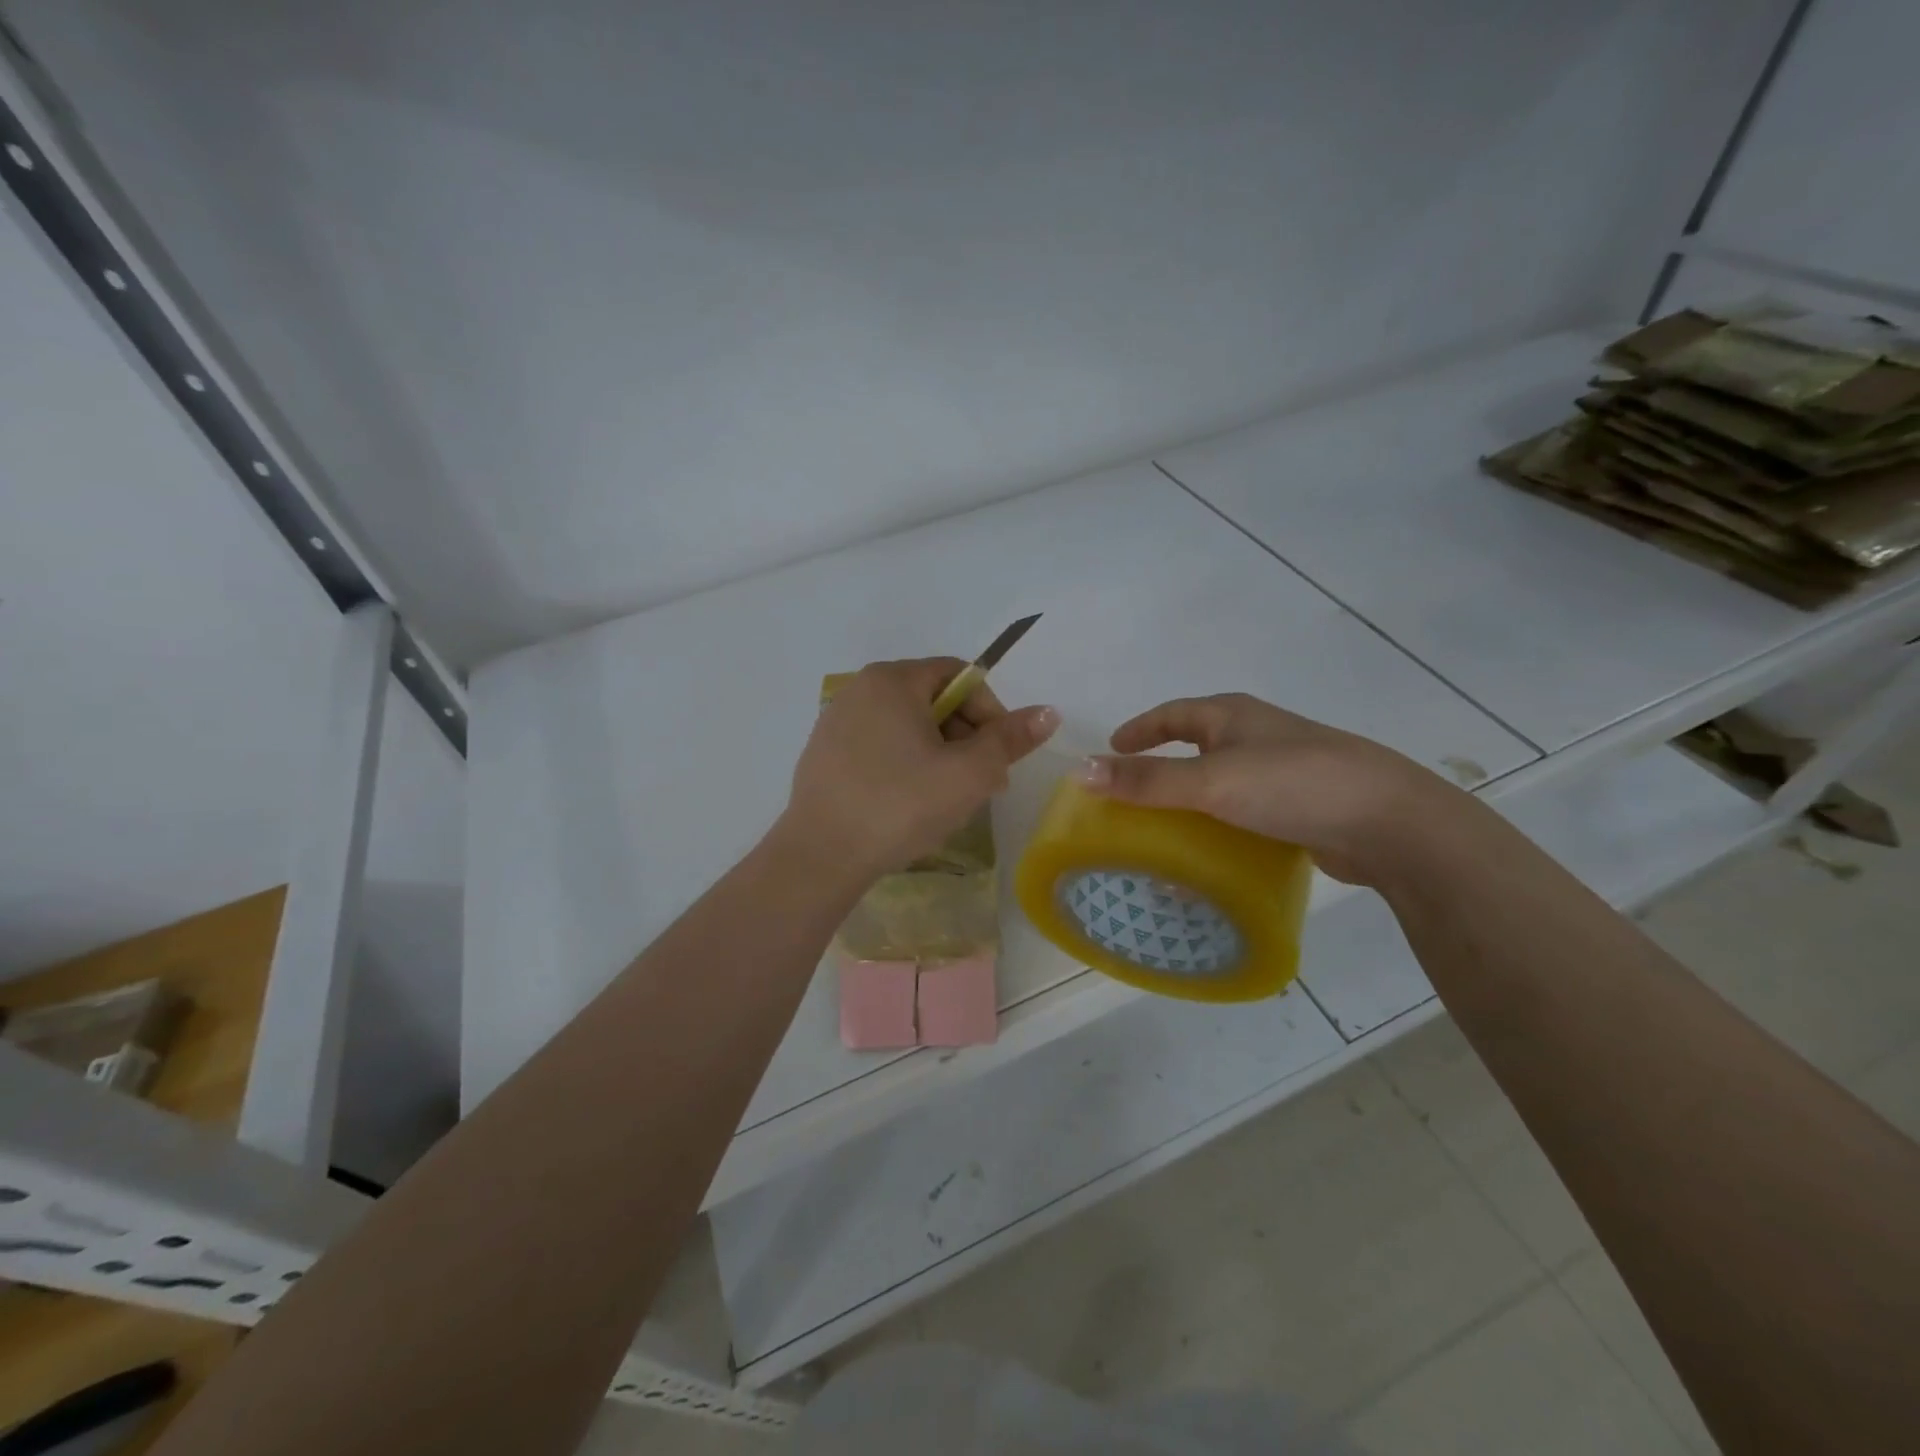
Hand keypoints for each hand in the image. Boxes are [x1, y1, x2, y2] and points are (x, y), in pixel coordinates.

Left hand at [780, 658, 1059, 881]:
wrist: (821, 856)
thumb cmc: (901, 805)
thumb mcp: (969, 773)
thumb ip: (1010, 739)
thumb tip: (1047, 712)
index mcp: (893, 680)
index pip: (959, 676)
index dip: (991, 711)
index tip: (999, 755)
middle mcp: (860, 689)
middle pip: (932, 699)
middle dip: (966, 736)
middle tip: (981, 782)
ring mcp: (836, 722)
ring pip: (906, 726)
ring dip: (938, 754)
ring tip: (948, 798)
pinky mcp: (823, 754)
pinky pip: (879, 746)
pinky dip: (904, 765)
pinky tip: (908, 803)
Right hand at [1078, 693, 1466, 884]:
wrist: (1391, 823)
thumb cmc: (1293, 784)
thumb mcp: (1211, 781)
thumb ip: (1147, 780)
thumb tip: (1080, 771)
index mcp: (1233, 716)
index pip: (1172, 714)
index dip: (1139, 729)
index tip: (1111, 748)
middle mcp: (1256, 737)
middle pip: (1196, 747)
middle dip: (1162, 769)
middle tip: (1129, 798)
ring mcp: (1283, 773)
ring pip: (1222, 785)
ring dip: (1191, 805)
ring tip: (1162, 834)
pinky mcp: (1301, 809)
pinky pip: (1245, 816)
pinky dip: (1221, 830)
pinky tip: (1211, 859)